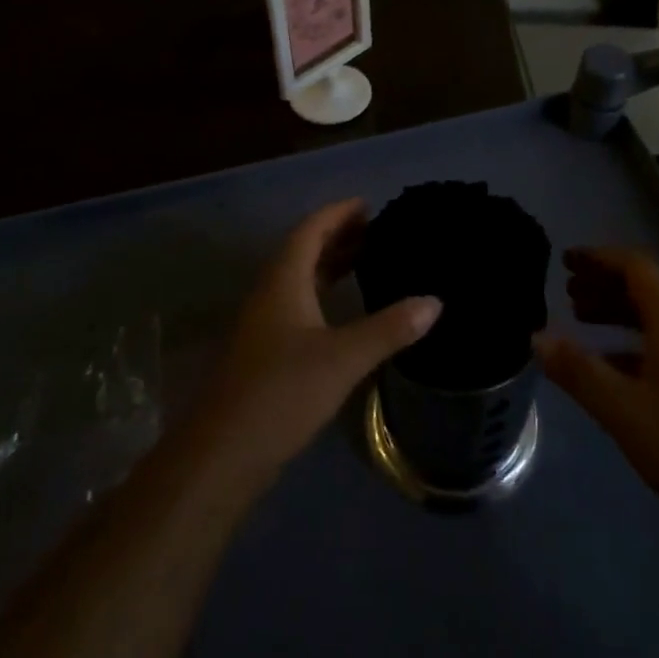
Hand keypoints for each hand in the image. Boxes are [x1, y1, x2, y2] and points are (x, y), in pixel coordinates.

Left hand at [188, 199, 440, 486]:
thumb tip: (435, 302)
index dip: (337, 213)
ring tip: (366, 261)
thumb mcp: (343, 358)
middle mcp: (269, 293)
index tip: (368, 204)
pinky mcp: (264, 351)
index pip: (310, 230)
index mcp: (283, 281)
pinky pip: (296, 303)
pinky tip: (343, 312)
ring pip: (299, 279)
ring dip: (329, 265)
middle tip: (376, 231)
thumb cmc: (282, 392)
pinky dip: (322, 293)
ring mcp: (263, 323)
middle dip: (337, 236)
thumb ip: (389, 328)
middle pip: (303, 250)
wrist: (223, 453)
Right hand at [534, 247, 658, 526]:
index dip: (599, 258)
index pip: (636, 267)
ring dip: (616, 311)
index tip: (565, 260)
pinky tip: (606, 363)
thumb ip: (577, 369)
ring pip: (652, 317)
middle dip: (604, 282)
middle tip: (566, 289)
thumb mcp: (622, 408)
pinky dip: (628, 342)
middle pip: (645, 288)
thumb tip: (536, 336)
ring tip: (578, 318)